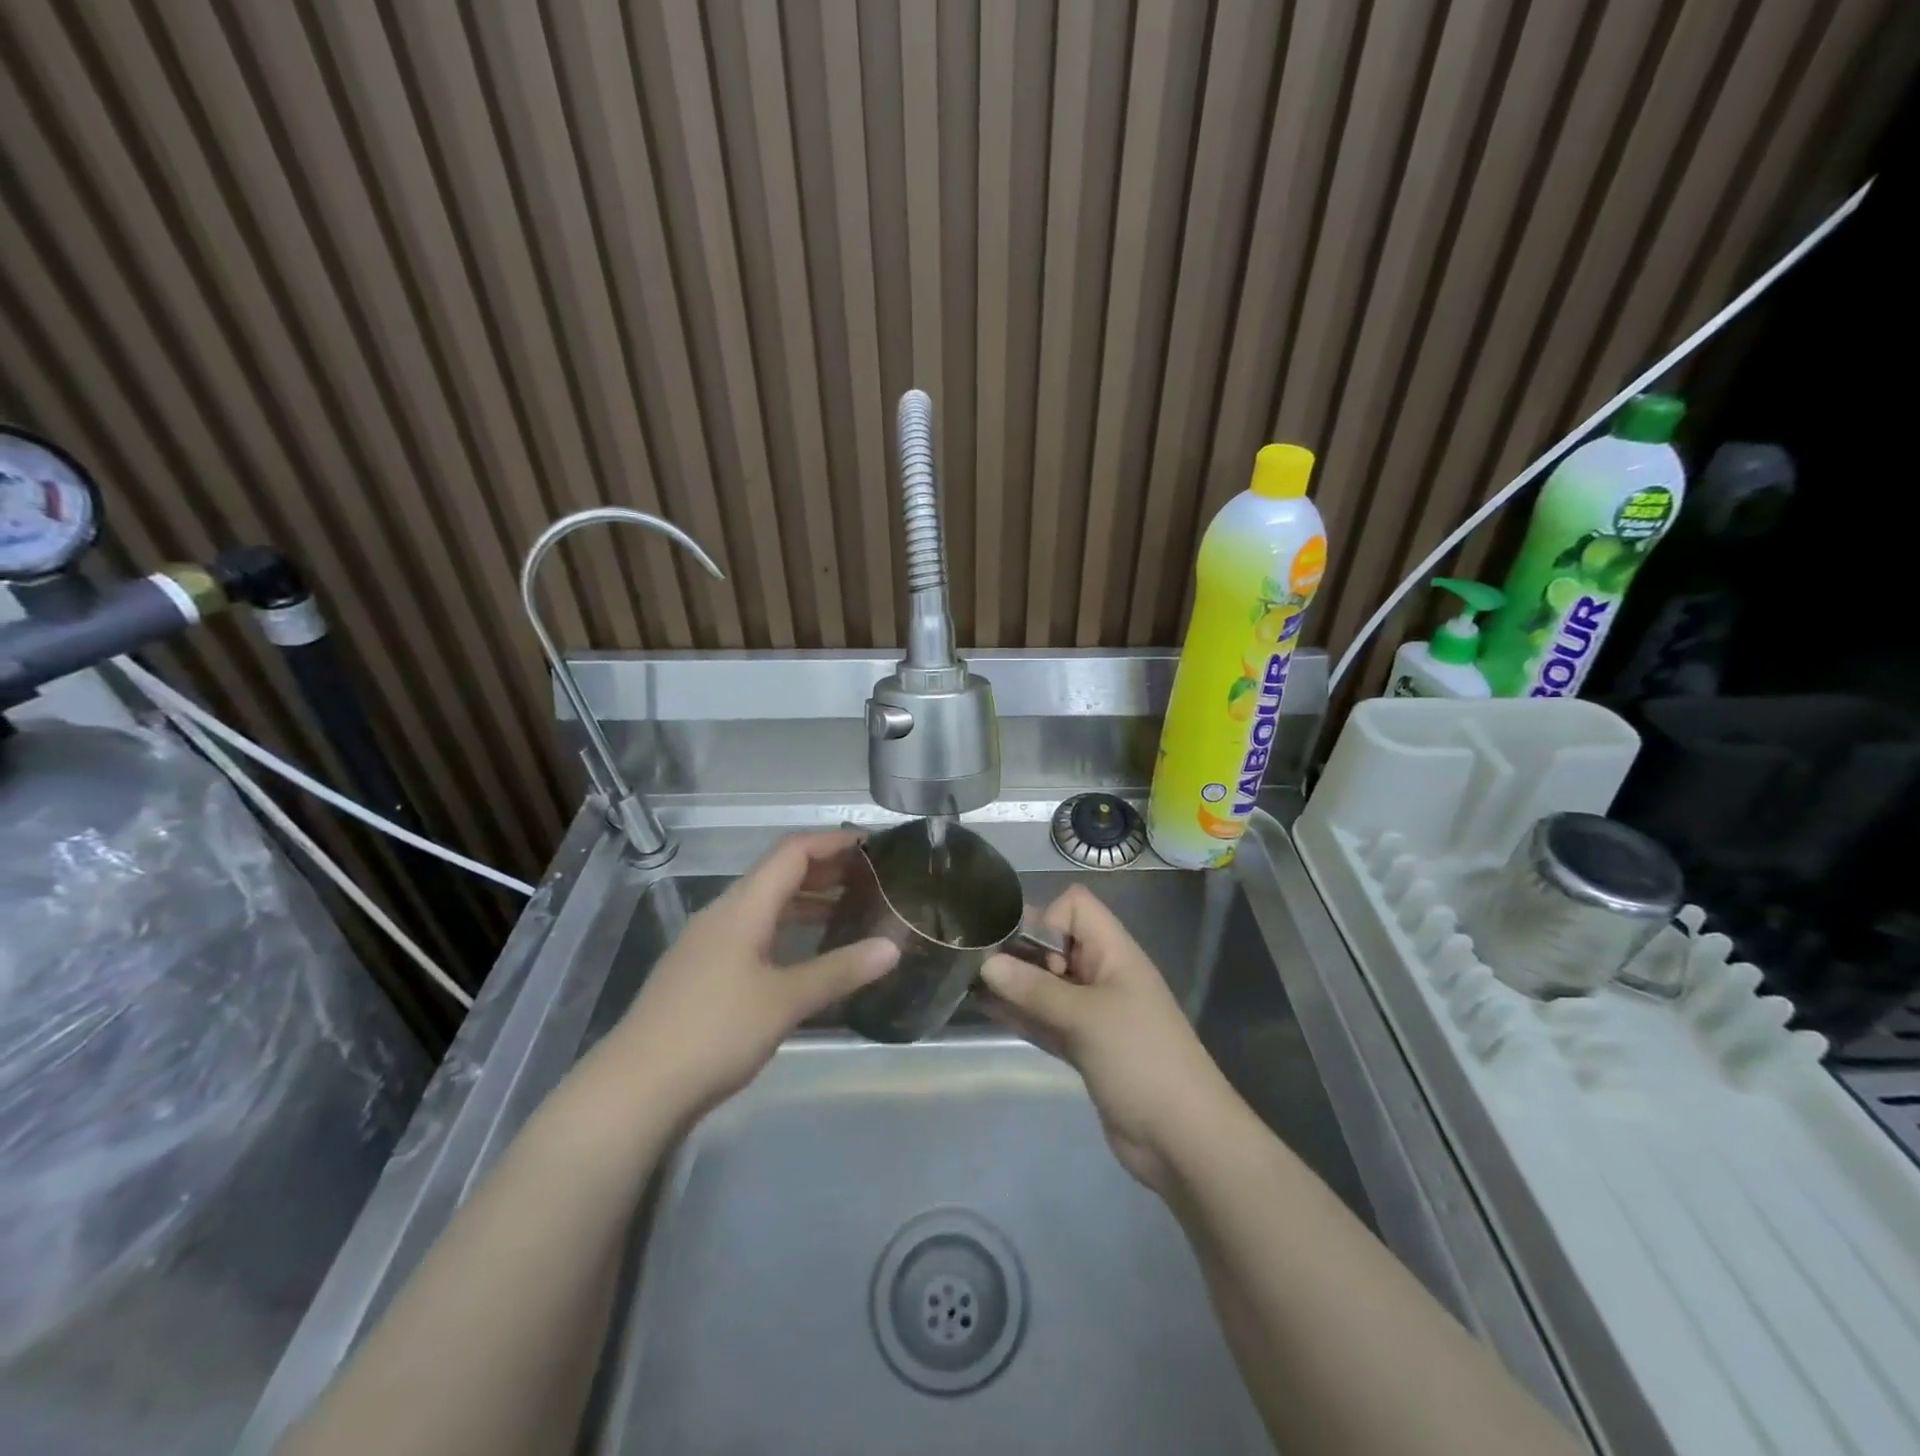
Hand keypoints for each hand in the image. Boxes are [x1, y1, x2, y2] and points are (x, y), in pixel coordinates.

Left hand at [610, 830, 897, 1126]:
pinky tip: (808, 955)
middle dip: (826, 870)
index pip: (792, 852)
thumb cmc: (715, 1032)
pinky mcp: (704, 972)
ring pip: (766, 906)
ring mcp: (709, 943)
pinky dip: (788, 930)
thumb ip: (840, 970)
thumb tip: (893, 946)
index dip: (833, 841)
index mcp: (743, 906)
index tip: (874, 845)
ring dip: (808, 902)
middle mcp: (724, 913)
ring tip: (851, 912)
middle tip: (873, 879)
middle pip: (779, 874)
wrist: (635, 1089)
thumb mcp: (785, 1001)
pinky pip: (755, 933)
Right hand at [980, 884, 1237, 1194]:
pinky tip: (985, 1007)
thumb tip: (987, 962)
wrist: (1183, 1138)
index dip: (1046, 917)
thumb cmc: (1140, 1059)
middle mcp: (1103, 974)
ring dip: (1014, 982)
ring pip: (1047, 984)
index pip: (1076, 907)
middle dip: (1020, 949)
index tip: (1021, 948)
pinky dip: (1021, 1012)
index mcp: (1114, 953)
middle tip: (978, 962)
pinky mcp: (1084, 1046)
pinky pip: (1046, 1018)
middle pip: (1056, 944)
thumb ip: (1035, 990)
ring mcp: (1093, 1012)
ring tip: (968, 979)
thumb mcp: (1086, 1018)